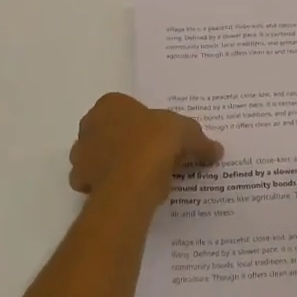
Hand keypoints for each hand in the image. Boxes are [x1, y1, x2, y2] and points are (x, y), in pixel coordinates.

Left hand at [69, 94, 222, 203]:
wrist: (131, 183)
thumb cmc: (154, 143)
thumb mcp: (187, 134)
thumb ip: (200, 141)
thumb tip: (216, 150)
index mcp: (110, 104)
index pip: (127, 109)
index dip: (145, 123)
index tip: (161, 138)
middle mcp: (89, 125)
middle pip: (111, 132)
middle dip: (128, 142)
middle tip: (154, 157)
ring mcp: (81, 154)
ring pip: (101, 157)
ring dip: (117, 164)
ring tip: (144, 177)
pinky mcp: (81, 182)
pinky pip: (99, 182)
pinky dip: (112, 186)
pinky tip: (131, 192)